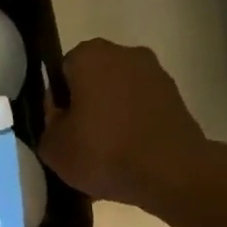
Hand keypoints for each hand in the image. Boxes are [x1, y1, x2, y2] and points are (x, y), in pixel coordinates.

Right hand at [39, 38, 210, 206]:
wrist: (170, 173)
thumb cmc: (102, 152)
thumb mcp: (52, 146)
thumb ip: (48, 122)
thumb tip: (60, 114)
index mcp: (89, 56)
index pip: (63, 70)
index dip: (59, 99)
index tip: (60, 125)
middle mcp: (125, 53)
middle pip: (95, 78)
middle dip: (87, 103)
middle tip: (80, 138)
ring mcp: (156, 73)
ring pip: (121, 93)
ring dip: (112, 114)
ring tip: (107, 151)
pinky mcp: (177, 97)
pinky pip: (143, 109)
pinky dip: (135, 125)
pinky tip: (129, 154)